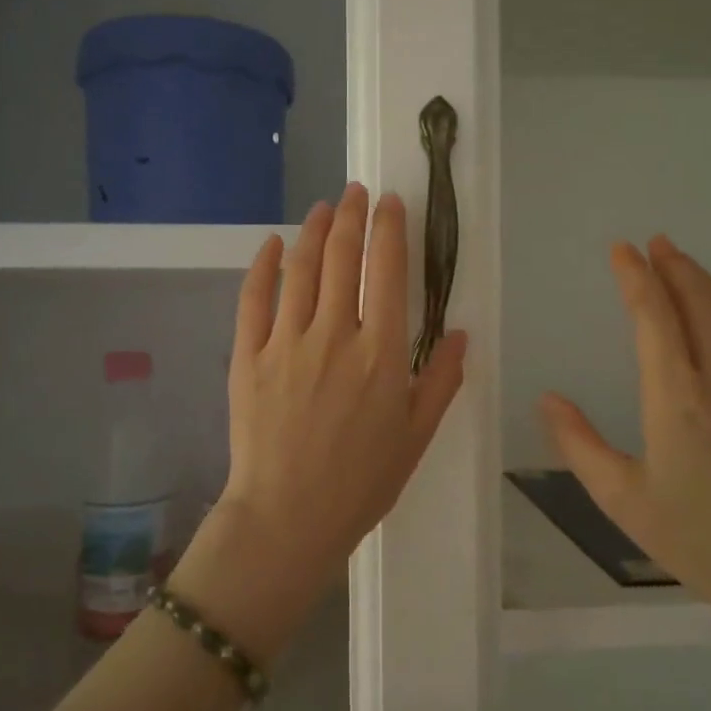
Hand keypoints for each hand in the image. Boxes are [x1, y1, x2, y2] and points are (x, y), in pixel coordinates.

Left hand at [173, 185, 466, 659]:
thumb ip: (441, 380)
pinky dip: (264, 265)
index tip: (392, 203)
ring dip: (314, 230)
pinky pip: (254, 299)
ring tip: (324, 207)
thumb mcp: (417, 436)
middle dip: (353, 216)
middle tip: (357, 192)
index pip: (389, 271)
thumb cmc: (361, 482)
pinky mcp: (249, 356)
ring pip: (301, 269)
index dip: (390, 229)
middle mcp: (335, 335)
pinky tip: (274, 244)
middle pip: (344, 258)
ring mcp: (287, 342)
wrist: (288, 518)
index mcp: (382, 353)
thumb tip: (461, 333)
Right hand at [540, 236, 710, 656]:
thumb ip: (579, 444)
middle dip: (674, 267)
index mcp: (677, 398)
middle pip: (698, 303)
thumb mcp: (622, 499)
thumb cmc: (697, 539)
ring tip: (683, 263)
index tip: (622, 250)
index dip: (636, 278)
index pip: (654, 317)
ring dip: (705, 282)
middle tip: (654, 242)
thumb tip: (548, 399)